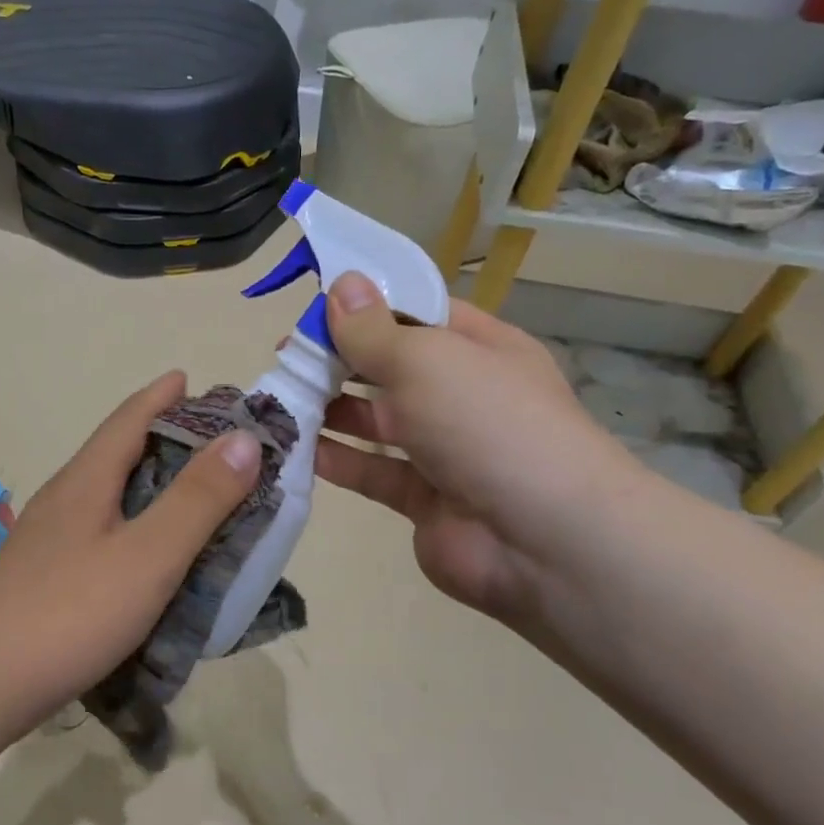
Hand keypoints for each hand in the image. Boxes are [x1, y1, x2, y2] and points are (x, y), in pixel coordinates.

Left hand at [0, 372, 260, 735]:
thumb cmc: (68, 612)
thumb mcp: (148, 555)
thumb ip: (198, 499)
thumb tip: (243, 438)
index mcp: (86, 481)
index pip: (128, 420)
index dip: (160, 397)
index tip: (189, 379)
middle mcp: (63, 500)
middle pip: (115, 453)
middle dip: (160, 439)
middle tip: (210, 443)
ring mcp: (47, 542)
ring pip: (106, 496)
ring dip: (146, 485)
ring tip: (188, 496)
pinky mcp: (44, 580)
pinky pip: (99, 535)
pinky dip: (133, 528)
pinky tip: (146, 557)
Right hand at [314, 272, 649, 629]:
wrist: (543, 541)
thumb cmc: (487, 424)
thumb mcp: (426, 361)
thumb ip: (373, 330)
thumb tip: (342, 283)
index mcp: (478, 348)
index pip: (415, 314)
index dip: (365, 308)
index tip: (311, 309)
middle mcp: (461, 394)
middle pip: (389, 367)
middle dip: (338, 361)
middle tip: (285, 359)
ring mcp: (444, 449)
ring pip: (376, 421)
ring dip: (331, 410)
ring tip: (280, 401)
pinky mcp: (423, 498)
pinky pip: (372, 470)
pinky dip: (338, 459)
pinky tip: (297, 448)